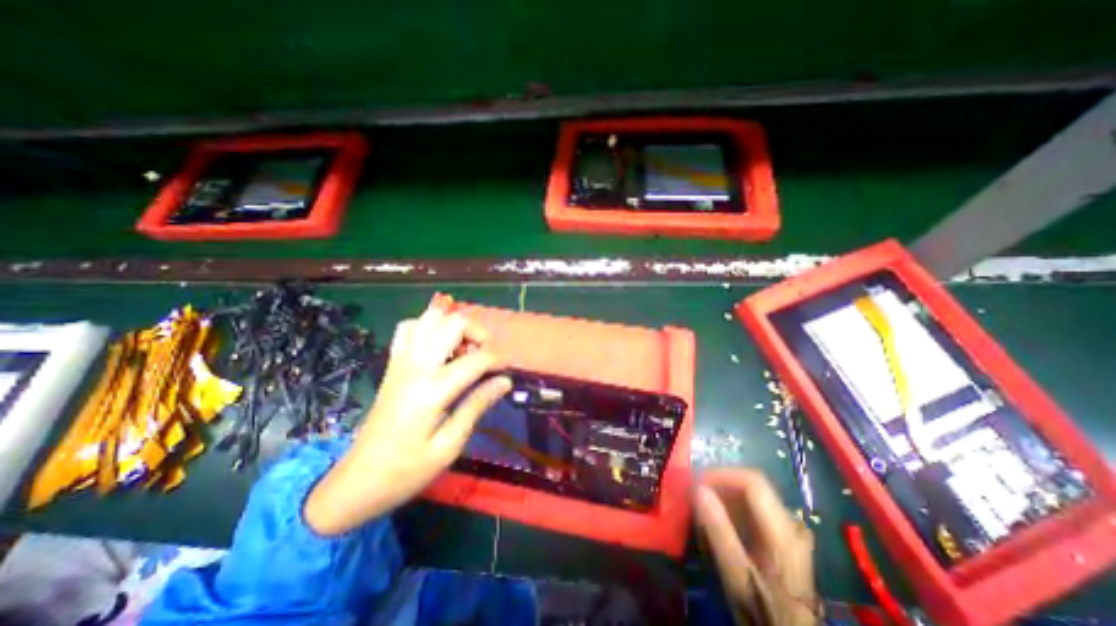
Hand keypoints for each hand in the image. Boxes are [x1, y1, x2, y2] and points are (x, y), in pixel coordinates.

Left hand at [303, 307, 513, 535]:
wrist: (357, 480)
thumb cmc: (407, 470)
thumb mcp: (449, 445)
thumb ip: (477, 406)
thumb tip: (505, 381)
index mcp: (433, 389)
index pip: (477, 358)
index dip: (499, 359)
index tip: (507, 371)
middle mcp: (416, 365)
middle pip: (453, 323)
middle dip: (478, 333)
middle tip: (486, 357)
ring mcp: (401, 360)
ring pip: (430, 318)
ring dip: (454, 327)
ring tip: (464, 350)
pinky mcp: (393, 363)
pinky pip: (410, 327)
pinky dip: (430, 328)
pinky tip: (440, 347)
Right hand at [694, 470, 816, 625]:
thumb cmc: (764, 611)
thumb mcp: (737, 576)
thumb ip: (719, 531)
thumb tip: (697, 489)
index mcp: (784, 532)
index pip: (753, 483)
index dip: (722, 475)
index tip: (696, 482)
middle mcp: (791, 524)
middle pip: (753, 486)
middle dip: (720, 483)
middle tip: (693, 492)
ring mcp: (789, 529)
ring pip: (752, 495)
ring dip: (723, 493)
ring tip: (700, 504)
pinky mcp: (782, 536)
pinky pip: (753, 508)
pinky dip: (731, 506)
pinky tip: (717, 518)